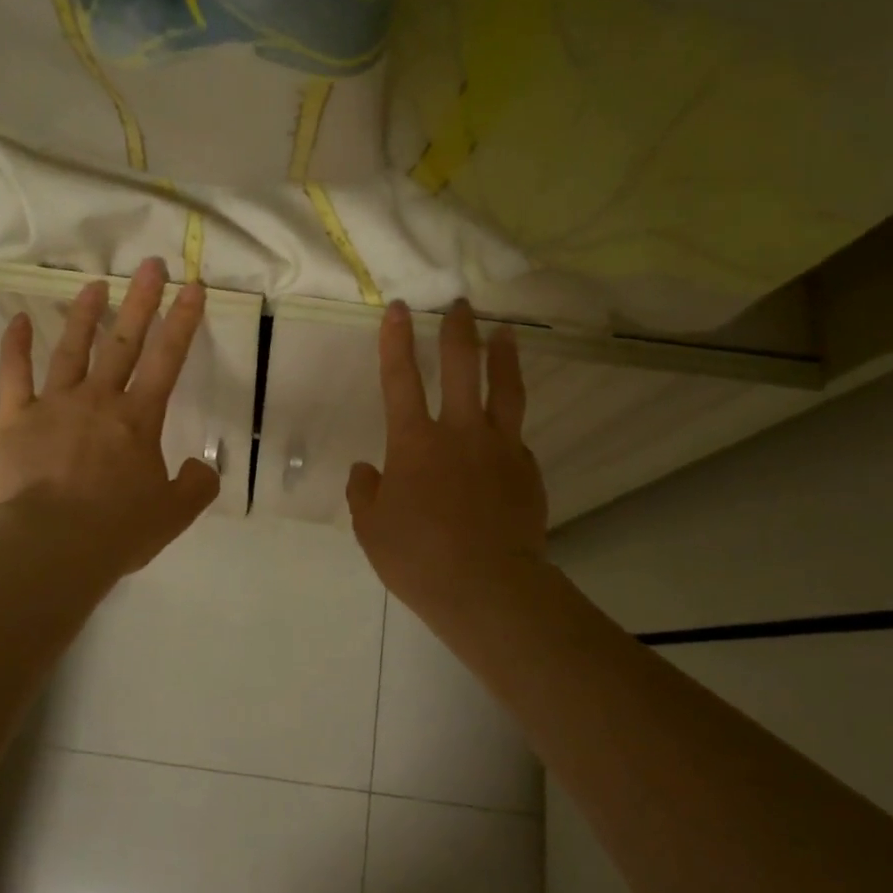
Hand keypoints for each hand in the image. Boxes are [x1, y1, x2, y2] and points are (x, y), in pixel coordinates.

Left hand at [0, 257, 219, 579]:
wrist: (52, 545)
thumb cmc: (117, 529)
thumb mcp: (174, 514)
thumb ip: (197, 485)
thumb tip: (200, 466)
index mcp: (139, 419)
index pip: (167, 359)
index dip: (183, 321)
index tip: (192, 287)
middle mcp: (99, 399)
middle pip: (124, 341)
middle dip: (141, 300)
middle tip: (151, 264)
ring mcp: (54, 404)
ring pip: (71, 348)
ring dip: (84, 314)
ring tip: (95, 285)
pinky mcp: (15, 417)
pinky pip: (14, 373)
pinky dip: (14, 345)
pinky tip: (17, 319)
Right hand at [346, 300, 548, 629]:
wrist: (487, 587)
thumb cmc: (417, 557)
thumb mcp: (371, 527)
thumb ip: (365, 491)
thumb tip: (365, 470)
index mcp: (414, 441)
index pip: (400, 378)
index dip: (396, 340)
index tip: (400, 308)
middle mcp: (459, 432)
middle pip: (461, 367)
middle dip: (458, 331)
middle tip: (462, 304)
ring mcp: (499, 449)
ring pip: (503, 390)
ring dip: (503, 356)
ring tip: (506, 332)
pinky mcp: (527, 471)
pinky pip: (516, 440)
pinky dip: (508, 429)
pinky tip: (506, 434)